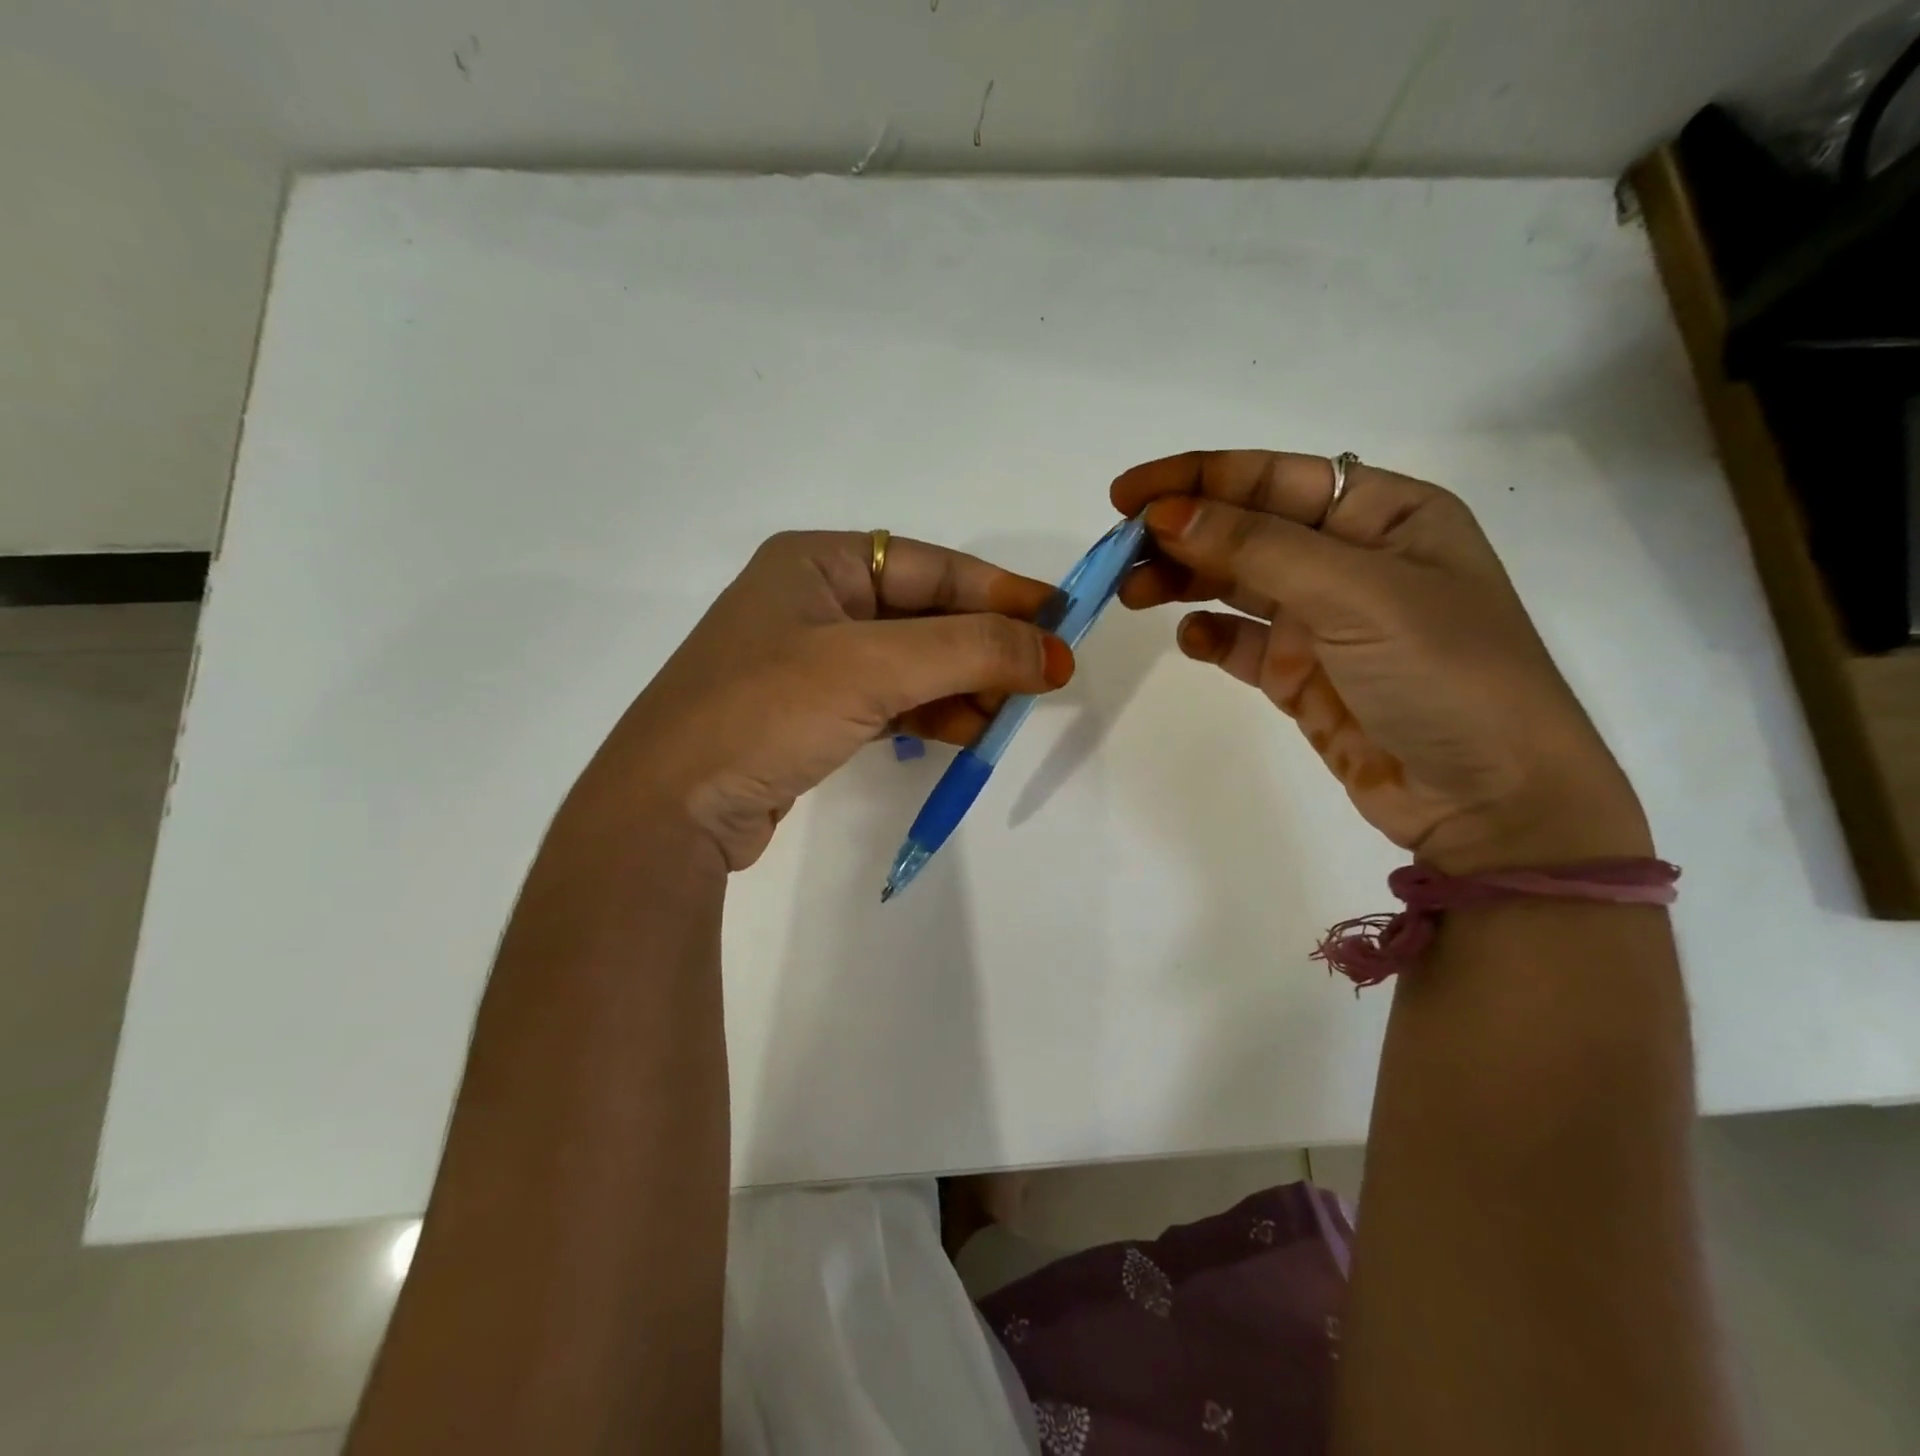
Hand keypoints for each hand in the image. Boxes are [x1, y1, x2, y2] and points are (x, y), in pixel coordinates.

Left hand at [572, 531, 1073, 871]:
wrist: (669, 808)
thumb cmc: (766, 710)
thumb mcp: (873, 666)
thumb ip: (971, 650)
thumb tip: (1056, 651)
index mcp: (818, 561)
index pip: (934, 567)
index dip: (1003, 594)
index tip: (1063, 622)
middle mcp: (815, 600)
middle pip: (927, 615)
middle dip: (985, 648)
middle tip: (1042, 680)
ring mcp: (812, 660)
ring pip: (914, 662)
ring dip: (965, 684)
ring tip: (1008, 715)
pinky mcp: (813, 713)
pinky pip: (892, 700)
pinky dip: (932, 713)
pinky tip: (968, 731)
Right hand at [1114, 451, 1649, 872]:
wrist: (1490, 801)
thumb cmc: (1446, 674)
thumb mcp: (1358, 594)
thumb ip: (1259, 549)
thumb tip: (1168, 514)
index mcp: (1384, 515)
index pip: (1274, 478)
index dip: (1198, 478)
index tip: (1128, 496)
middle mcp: (1351, 560)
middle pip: (1246, 529)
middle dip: (1181, 534)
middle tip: (1118, 553)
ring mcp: (1324, 621)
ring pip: (1235, 584)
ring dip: (1184, 581)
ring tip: (1133, 593)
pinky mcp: (1301, 676)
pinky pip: (1241, 644)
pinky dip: (1211, 637)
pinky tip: (1192, 639)